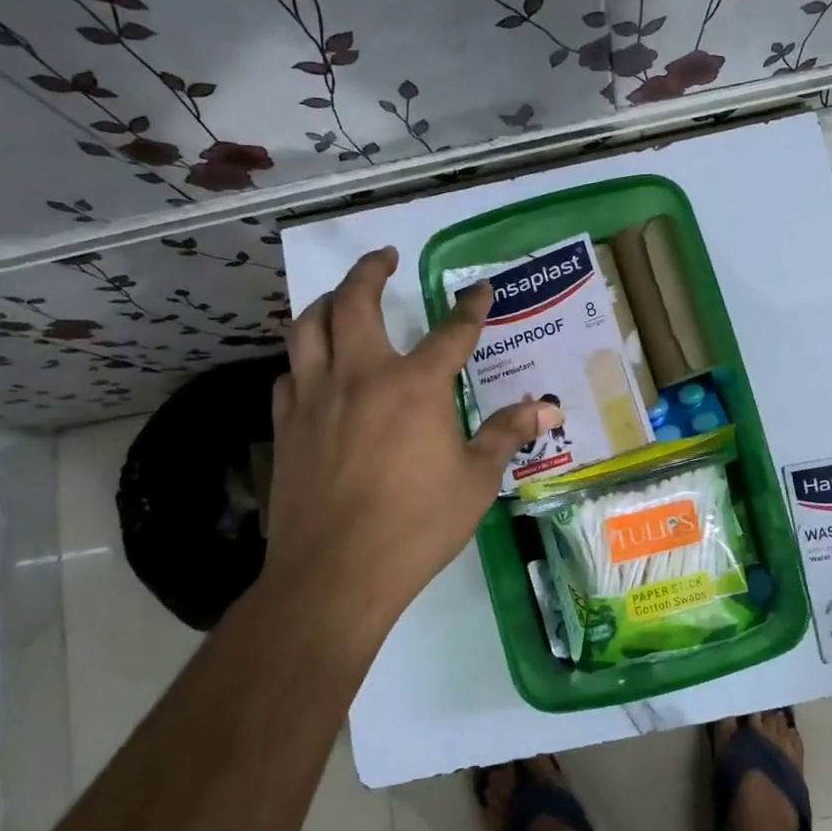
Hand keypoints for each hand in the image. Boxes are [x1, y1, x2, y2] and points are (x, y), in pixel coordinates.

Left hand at [255, 246, 555, 652]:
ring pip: (308, 327)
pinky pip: (289, 375)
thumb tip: (546, 409)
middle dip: (371, 270)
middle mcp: (361, 376)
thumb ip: (505, 435)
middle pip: (355, 302)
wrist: (335, 573)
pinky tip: (314, 370)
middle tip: (384, 257)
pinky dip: (304, 361)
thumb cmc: (417, 525)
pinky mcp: (286, 425)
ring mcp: (315, 397)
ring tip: (341, 299)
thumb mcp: (476, 481)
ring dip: (327, 303)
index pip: (451, 331)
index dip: (470, 306)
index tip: (480, 289)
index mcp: (416, 386)